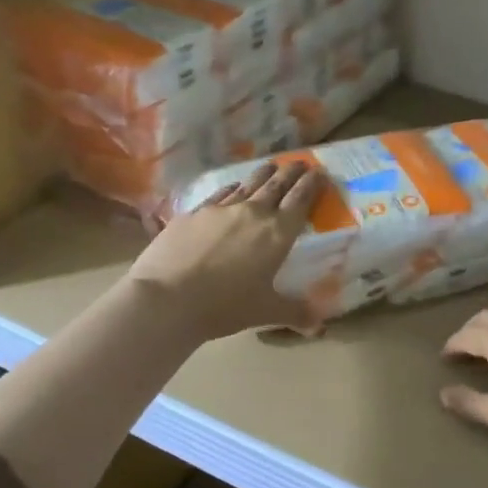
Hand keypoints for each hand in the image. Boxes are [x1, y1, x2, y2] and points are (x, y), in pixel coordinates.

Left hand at [129, 161, 323, 340]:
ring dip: (263, 174)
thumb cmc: (225, 306)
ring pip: (247, 184)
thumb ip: (296, 313)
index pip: (300, 200)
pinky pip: (219, 194)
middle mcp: (253, 213)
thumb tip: (319, 326)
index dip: (312, 184)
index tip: (320, 171)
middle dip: (291, 172)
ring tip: (270, 166)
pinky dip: (231, 189)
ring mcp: (220, 210)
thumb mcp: (266, 312)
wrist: (167, 299)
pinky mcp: (193, 213)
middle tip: (300, 161)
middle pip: (276, 185)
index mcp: (277, 233)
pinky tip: (232, 188)